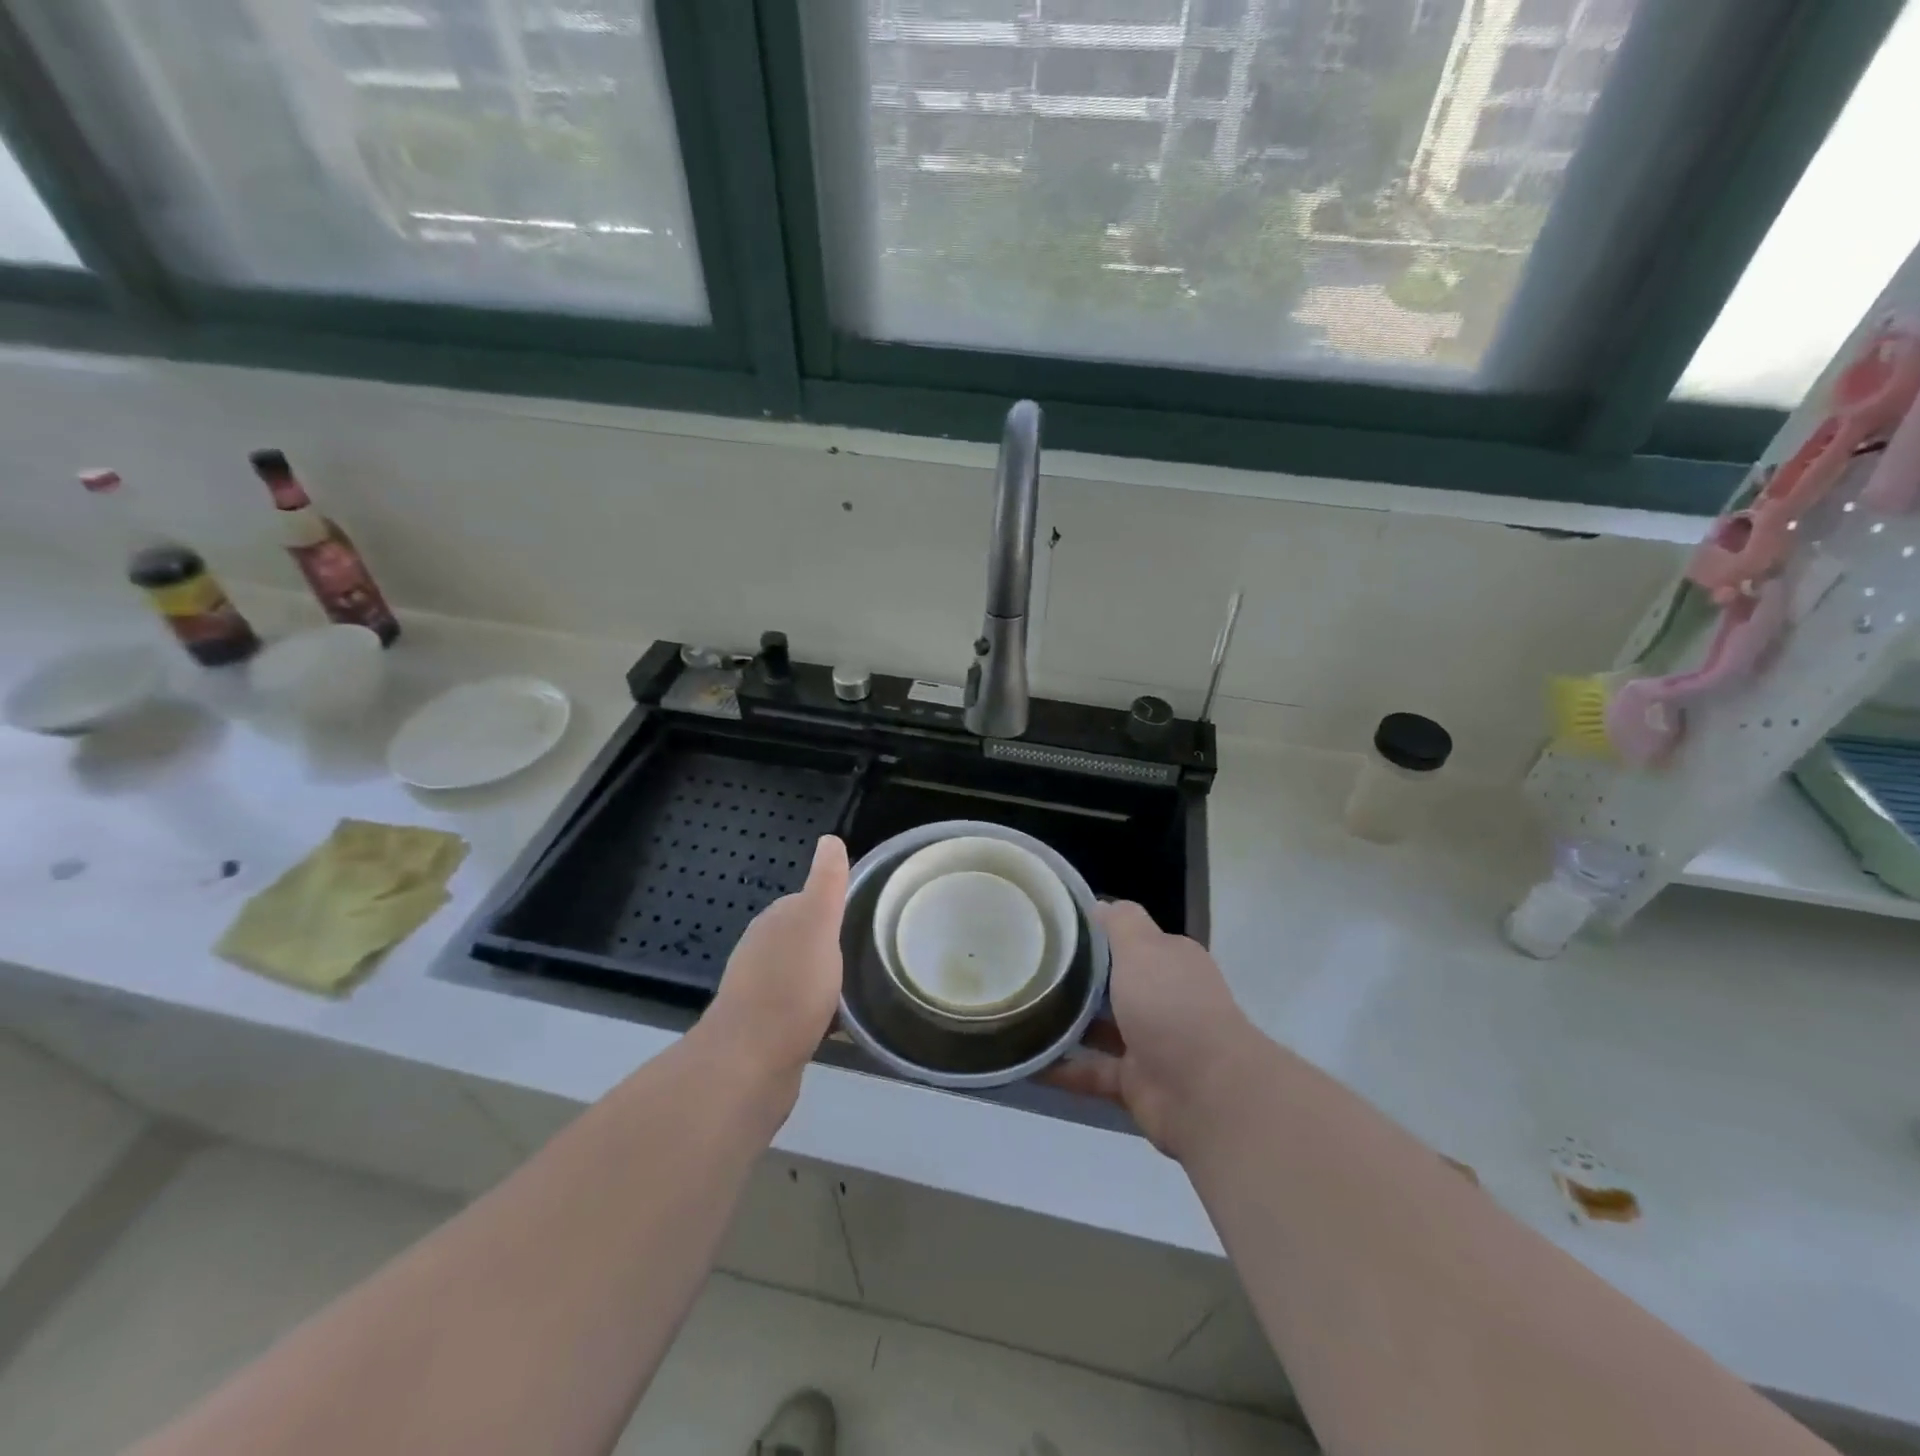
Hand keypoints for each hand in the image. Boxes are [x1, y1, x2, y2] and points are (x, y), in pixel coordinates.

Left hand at [701, 835, 848, 1086]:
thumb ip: (826, 884)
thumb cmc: (790, 988)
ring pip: (801, 974)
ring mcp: (759, 992)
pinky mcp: (765, 1030)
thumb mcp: (817, 925)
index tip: (865, 914)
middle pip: (804, 938)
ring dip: (825, 978)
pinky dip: (819, 1011)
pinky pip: (799, 1009)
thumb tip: (829, 839)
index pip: (806, 900)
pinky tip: (839, 1024)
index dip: (833, 905)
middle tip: (870, 950)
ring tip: (861, 987)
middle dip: (831, 943)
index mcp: (774, 923)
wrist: (749, 1065)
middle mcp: (761, 952)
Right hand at [1048, 900, 1259, 1157]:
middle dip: (1076, 980)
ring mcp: (1150, 1044)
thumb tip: (1099, 905)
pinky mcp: (1134, 1083)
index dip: (1095, 934)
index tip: (1053, 931)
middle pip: (1114, 985)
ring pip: (1100, 1029)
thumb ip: (1120, 923)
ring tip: (1021, 1012)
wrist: (1206, 1093)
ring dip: (1066, 1025)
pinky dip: (1061, 1070)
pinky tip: (1025, 1062)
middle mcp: (1164, 1000)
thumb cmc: (1171, 1006)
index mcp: (1171, 962)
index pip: (1131, 940)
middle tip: (1028, 971)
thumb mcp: (1143, 947)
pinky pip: (1090, 1072)